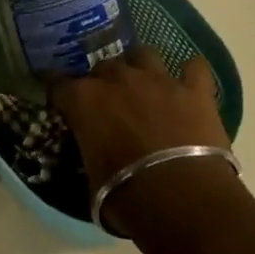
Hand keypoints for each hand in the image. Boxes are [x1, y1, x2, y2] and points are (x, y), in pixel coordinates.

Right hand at [50, 47, 236, 234]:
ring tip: (144, 85)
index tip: (59, 98)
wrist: (182, 199)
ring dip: (140, 67)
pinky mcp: (195, 90)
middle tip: (108, 103)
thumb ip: (91, 153)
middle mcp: (119, 79)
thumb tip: (96, 154)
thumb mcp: (92, 179)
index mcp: (85, 100)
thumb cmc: (126, 196)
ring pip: (144, 54)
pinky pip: (194, 67)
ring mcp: (159, 79)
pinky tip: (190, 84)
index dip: (58, 90)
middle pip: (103, 66)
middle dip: (103, 81)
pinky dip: (191, 74)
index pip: (59, 83)